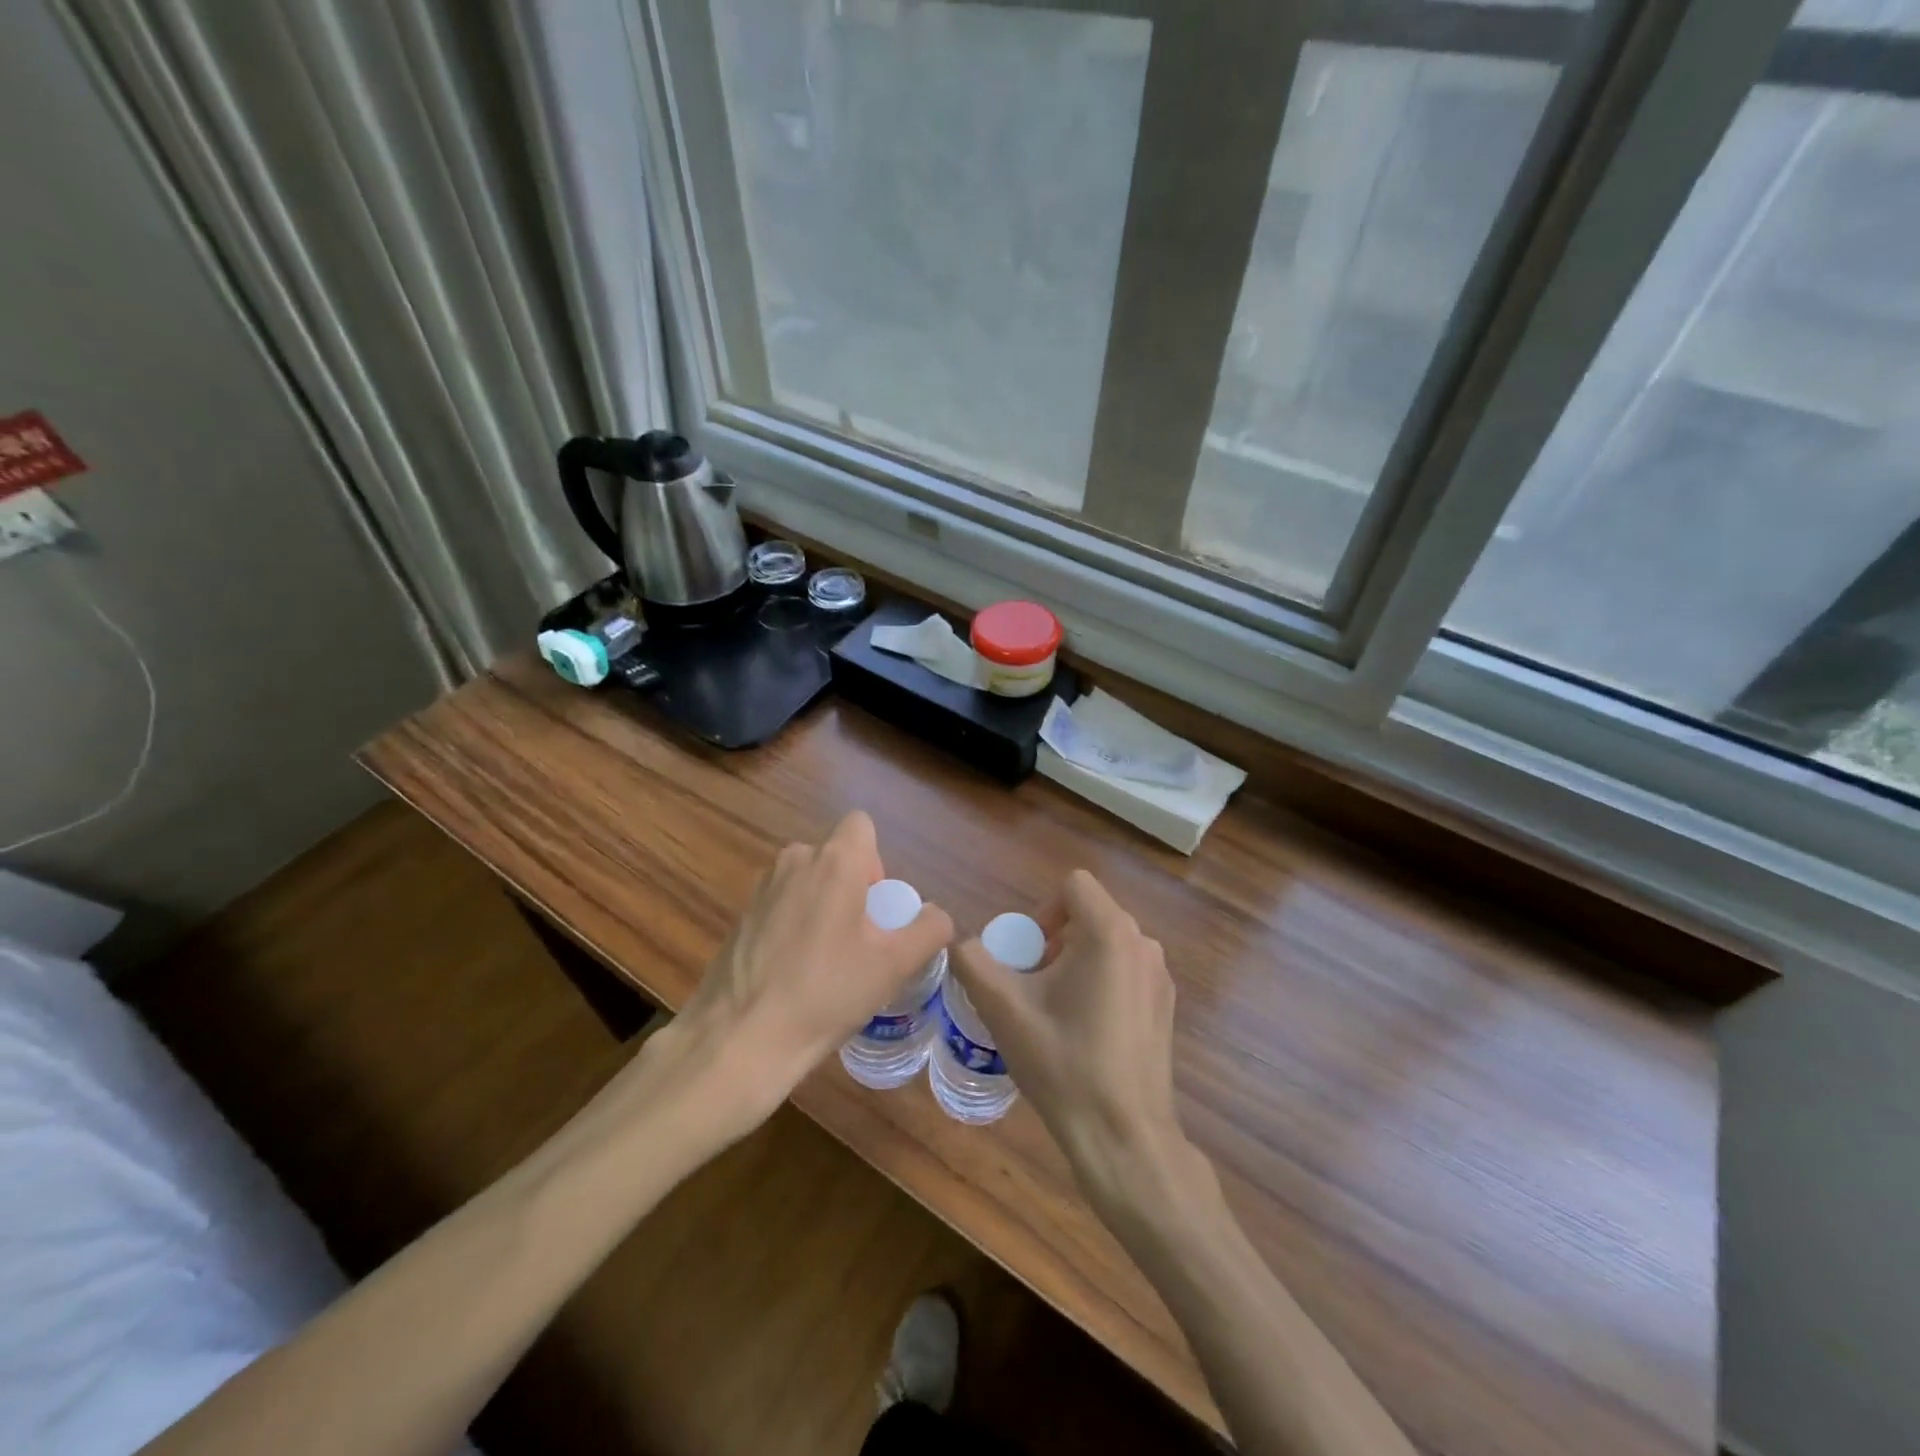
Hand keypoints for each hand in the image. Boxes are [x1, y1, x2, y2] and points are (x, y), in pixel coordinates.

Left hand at [666, 811, 951, 1129]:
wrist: (740, 1039)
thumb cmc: (826, 993)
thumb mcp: (894, 965)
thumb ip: (929, 930)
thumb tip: (935, 915)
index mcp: (834, 861)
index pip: (861, 824)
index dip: (876, 860)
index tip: (875, 906)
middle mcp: (794, 861)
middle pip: (835, 857)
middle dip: (852, 889)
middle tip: (859, 942)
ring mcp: (761, 888)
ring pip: (807, 882)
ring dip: (823, 907)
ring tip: (827, 963)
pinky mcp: (740, 917)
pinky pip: (781, 906)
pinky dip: (794, 927)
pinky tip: (793, 975)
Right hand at [951, 870, 1191, 1200]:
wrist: (1124, 1138)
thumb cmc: (1064, 1064)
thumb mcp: (1004, 1010)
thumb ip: (973, 962)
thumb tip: (960, 942)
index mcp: (1110, 933)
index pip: (1074, 885)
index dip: (1042, 911)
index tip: (1027, 955)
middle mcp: (1143, 944)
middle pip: (1089, 914)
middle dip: (1054, 940)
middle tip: (1032, 986)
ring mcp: (1160, 976)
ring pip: (1107, 944)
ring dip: (1075, 963)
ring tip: (1054, 1011)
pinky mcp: (1166, 1006)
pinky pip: (1125, 971)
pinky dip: (1100, 983)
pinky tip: (1085, 1032)